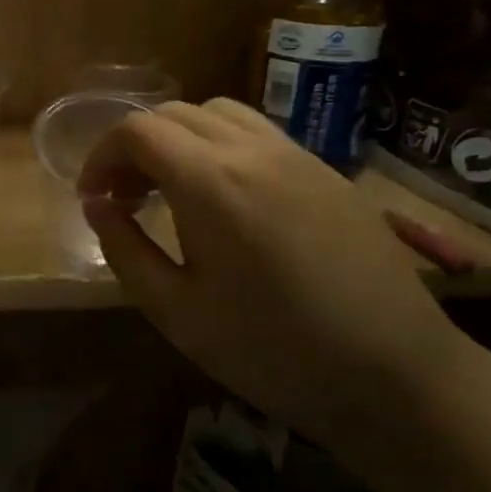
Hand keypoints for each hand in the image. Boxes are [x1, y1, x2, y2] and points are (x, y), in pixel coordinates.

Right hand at [77, 99, 466, 441]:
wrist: (398, 377)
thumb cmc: (272, 350)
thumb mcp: (175, 310)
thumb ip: (123, 248)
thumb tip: (96, 205)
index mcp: (210, 182)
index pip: (136, 130)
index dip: (101, 156)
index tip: (93, 198)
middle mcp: (253, 151)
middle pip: (173, 114)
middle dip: (135, 147)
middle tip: (125, 199)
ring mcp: (298, 157)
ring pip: (219, 114)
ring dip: (179, 140)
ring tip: (172, 191)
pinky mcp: (329, 173)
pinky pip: (259, 135)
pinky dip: (221, 148)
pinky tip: (227, 201)